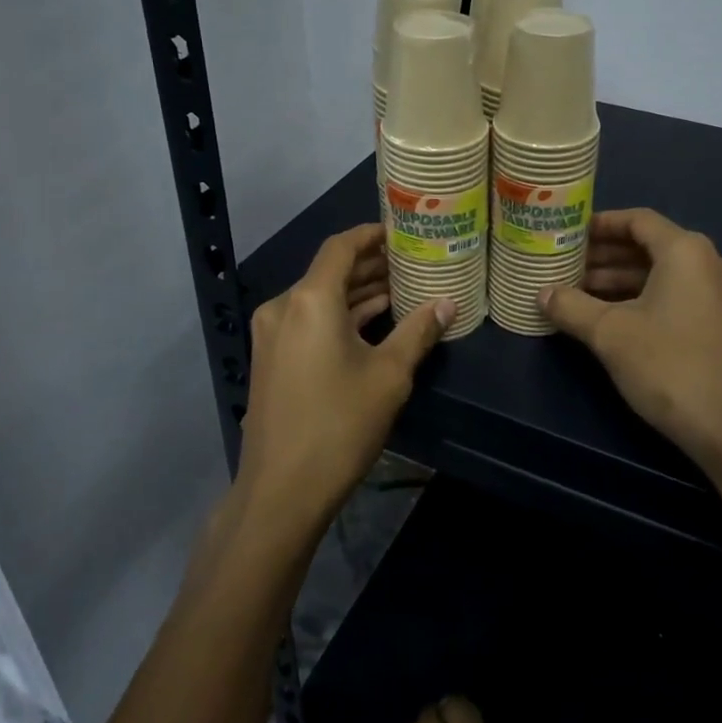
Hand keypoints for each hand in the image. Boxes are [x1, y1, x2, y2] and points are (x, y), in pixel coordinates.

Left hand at [238, 223, 452, 531]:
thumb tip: (449, 304)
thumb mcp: (389, 375)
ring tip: (401, 290)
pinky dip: (340, 317)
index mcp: (310, 299)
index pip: (341, 246)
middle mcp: (284, 307)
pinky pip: (309, 322)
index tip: (401, 232)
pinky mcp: (272, 359)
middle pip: (330, 272)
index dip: (371, 235)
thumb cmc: (339, 424)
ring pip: (320, 299)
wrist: (281, 490)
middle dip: (370, 266)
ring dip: (357, 294)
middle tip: (412, 262)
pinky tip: (373, 324)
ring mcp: (273, 335)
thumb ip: (418, 332)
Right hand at [540, 209, 721, 476]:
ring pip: (662, 276)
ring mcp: (721, 297)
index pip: (638, 220)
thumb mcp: (610, 333)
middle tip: (565, 267)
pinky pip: (676, 298)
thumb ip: (571, 306)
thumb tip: (541, 294)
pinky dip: (642, 301)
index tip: (568, 234)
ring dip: (620, 282)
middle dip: (605, 257)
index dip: (600, 224)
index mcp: (686, 251)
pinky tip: (610, 321)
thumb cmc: (670, 365)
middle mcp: (709, 264)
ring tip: (578, 295)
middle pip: (649, 247)